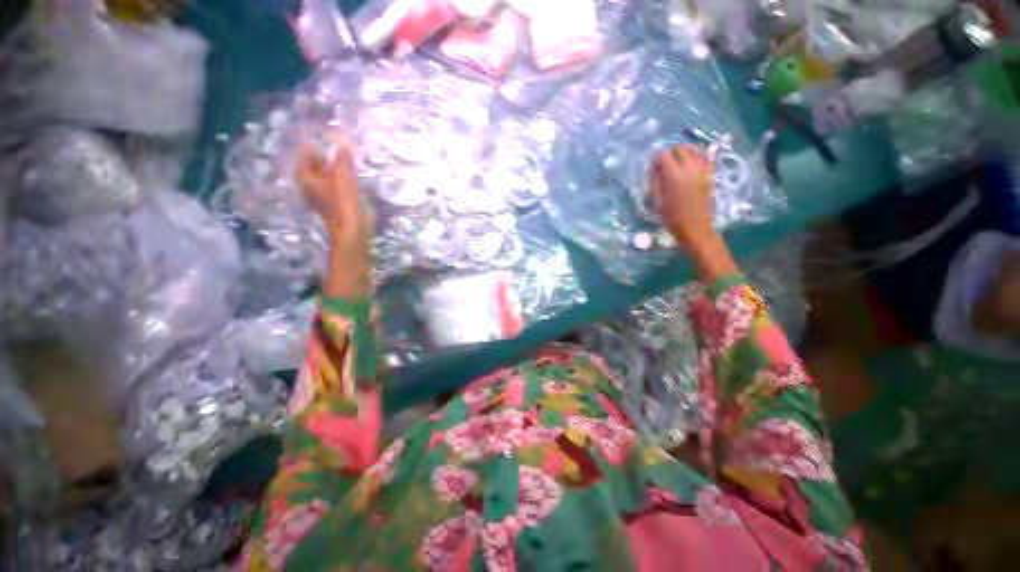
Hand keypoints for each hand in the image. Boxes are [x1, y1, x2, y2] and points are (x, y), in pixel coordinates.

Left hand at [298, 133, 373, 297]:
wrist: (354, 231)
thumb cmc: (343, 205)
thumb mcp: (342, 178)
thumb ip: (342, 159)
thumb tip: (342, 137)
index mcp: (308, 178)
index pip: (306, 154)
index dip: (313, 141)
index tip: (322, 130)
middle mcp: (313, 184)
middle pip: (315, 163)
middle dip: (325, 151)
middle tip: (336, 138)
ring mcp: (325, 193)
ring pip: (327, 172)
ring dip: (334, 162)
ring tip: (345, 151)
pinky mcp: (338, 200)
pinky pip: (337, 180)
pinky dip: (342, 173)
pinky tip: (351, 169)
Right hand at [650, 144, 736, 279]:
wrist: (695, 228)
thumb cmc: (671, 218)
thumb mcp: (657, 201)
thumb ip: (655, 181)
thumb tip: (654, 168)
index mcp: (673, 176)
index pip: (663, 155)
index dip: (656, 158)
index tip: (652, 165)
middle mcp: (689, 169)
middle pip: (679, 148)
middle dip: (670, 153)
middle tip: (664, 164)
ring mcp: (702, 170)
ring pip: (694, 150)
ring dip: (683, 152)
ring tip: (677, 162)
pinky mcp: (709, 175)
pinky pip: (705, 157)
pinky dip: (696, 156)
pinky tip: (690, 164)